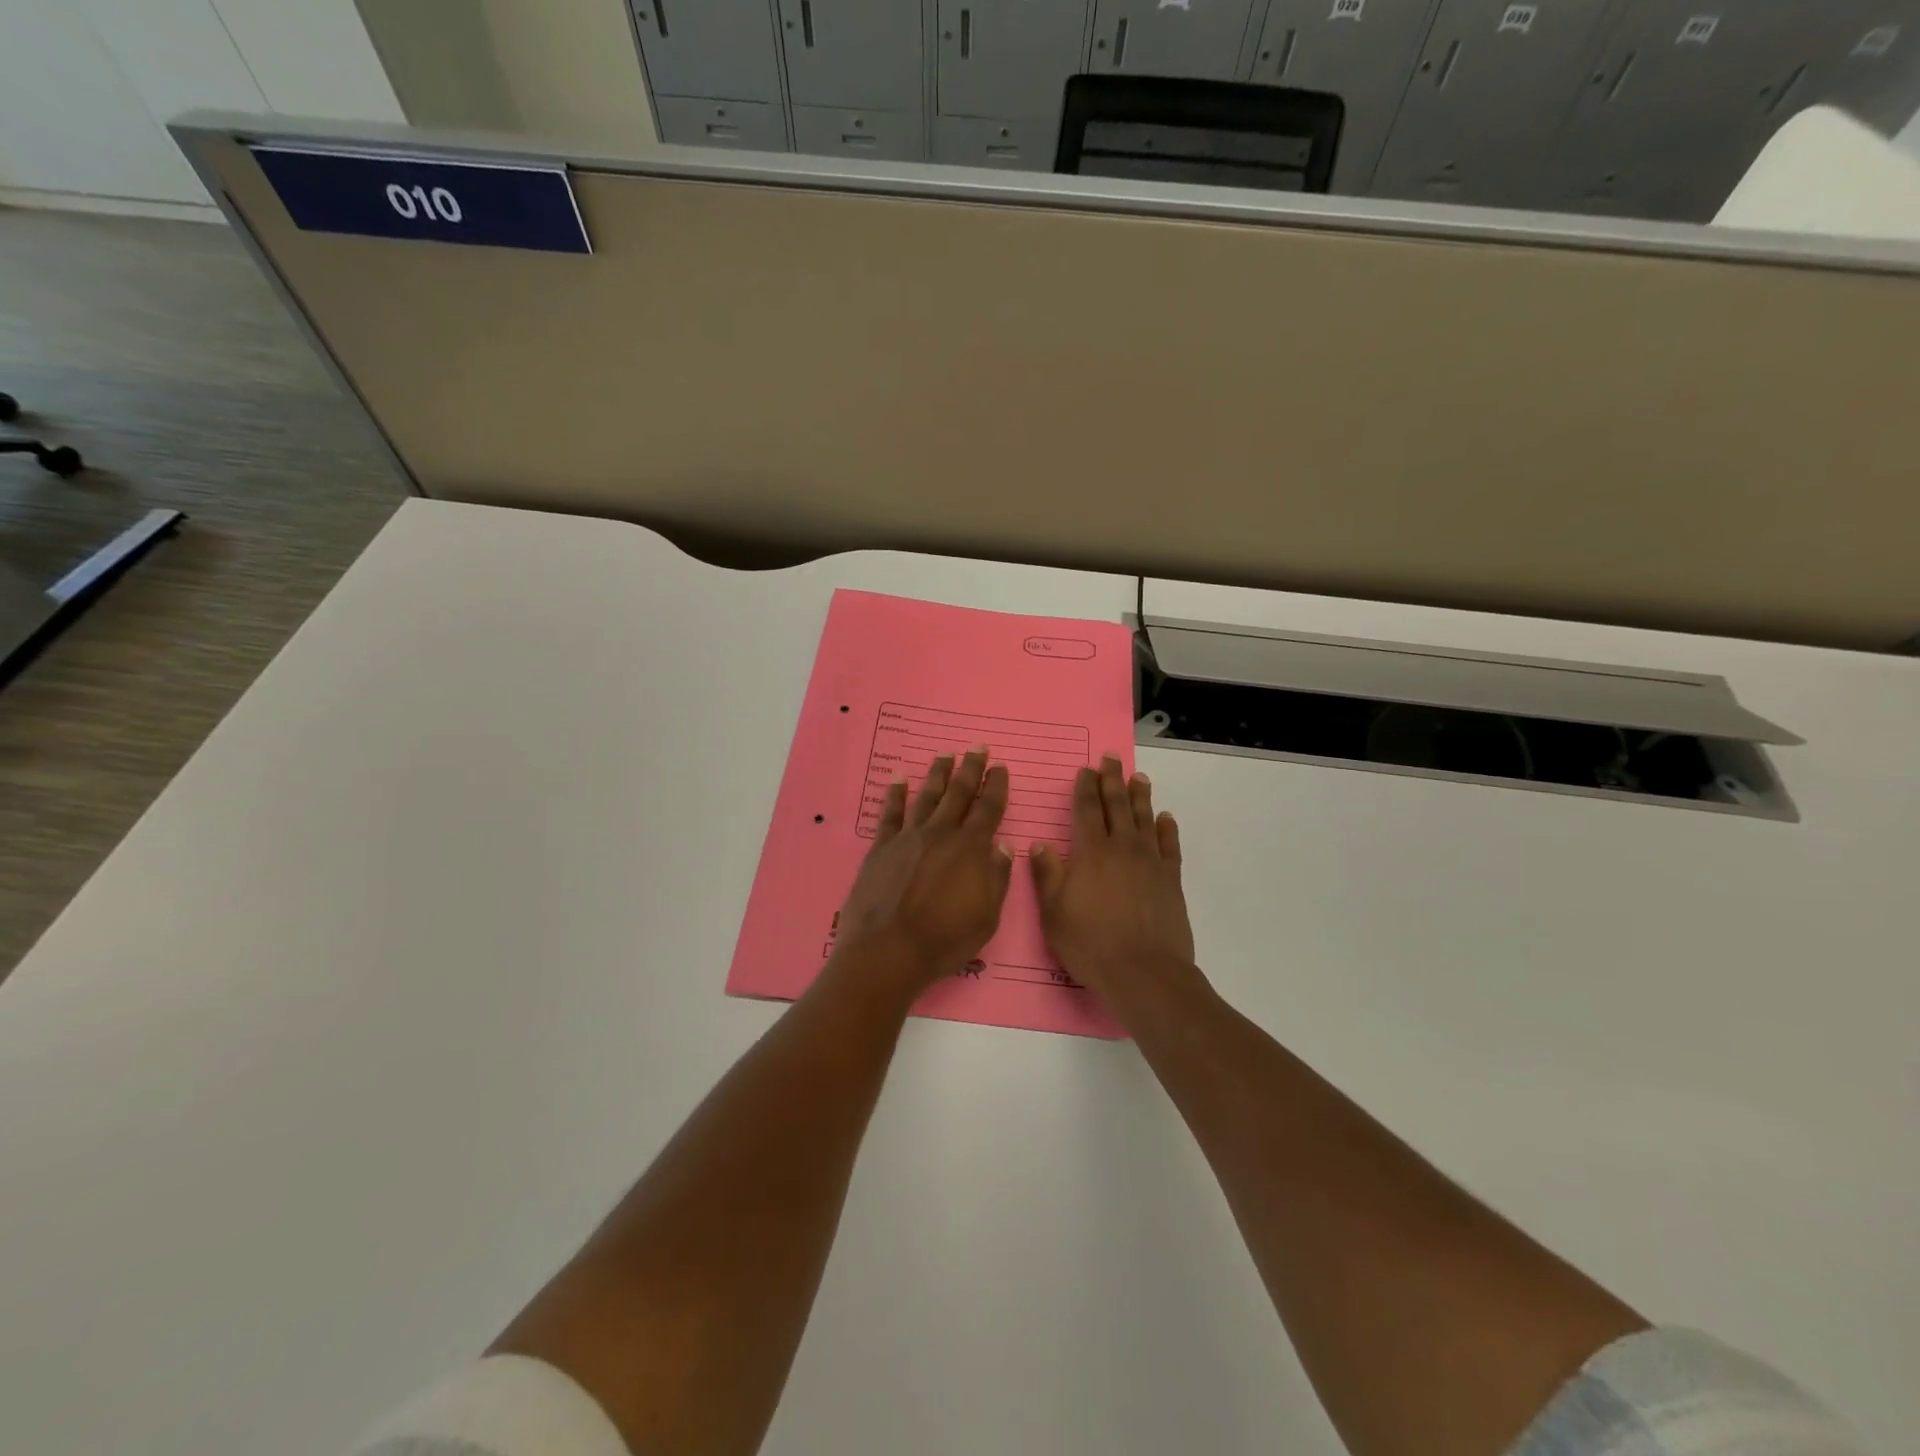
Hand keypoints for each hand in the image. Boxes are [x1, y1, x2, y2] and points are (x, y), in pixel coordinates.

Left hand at [832, 748, 1014, 995]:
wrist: (887, 952)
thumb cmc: (944, 940)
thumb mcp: (986, 917)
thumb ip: (997, 878)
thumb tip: (1004, 845)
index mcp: (970, 849)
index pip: (988, 808)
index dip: (996, 786)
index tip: (1000, 767)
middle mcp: (941, 834)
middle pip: (958, 793)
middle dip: (970, 769)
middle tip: (978, 747)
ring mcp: (908, 838)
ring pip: (926, 797)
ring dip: (937, 774)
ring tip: (945, 755)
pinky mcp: (881, 848)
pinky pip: (890, 813)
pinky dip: (894, 794)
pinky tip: (898, 778)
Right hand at [1030, 757, 1195, 1005]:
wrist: (1145, 973)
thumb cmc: (1091, 944)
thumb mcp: (1054, 913)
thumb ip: (1047, 875)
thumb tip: (1038, 844)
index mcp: (1091, 852)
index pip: (1087, 809)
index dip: (1085, 787)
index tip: (1085, 770)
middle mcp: (1122, 848)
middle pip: (1117, 805)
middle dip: (1112, 780)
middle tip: (1111, 758)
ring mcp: (1150, 862)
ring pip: (1144, 818)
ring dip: (1140, 796)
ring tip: (1138, 777)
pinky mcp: (1171, 879)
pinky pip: (1169, 845)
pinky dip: (1166, 828)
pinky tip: (1164, 818)